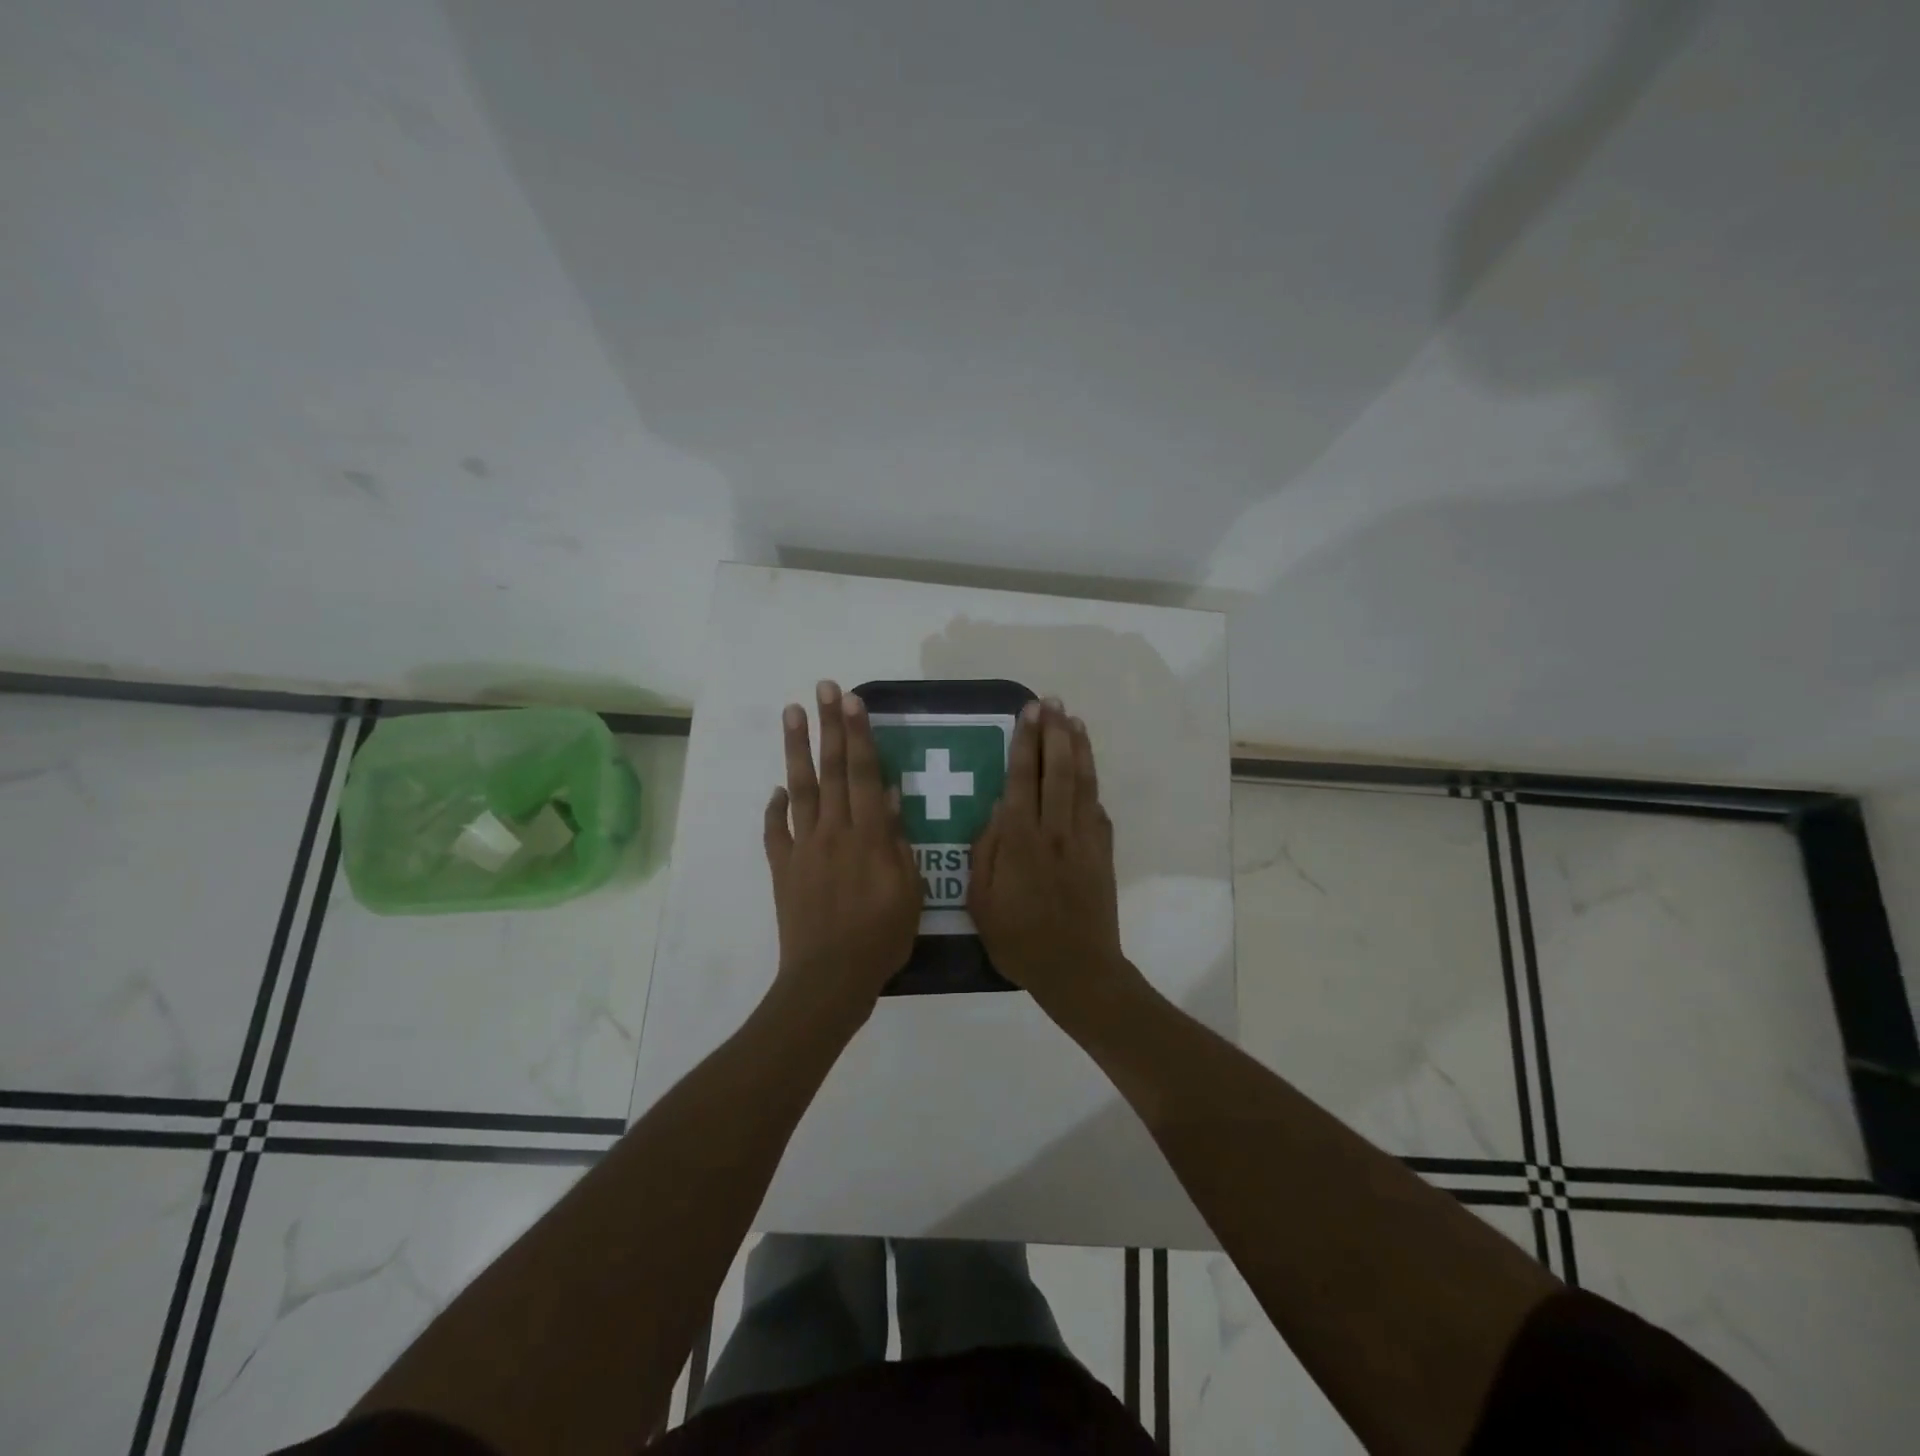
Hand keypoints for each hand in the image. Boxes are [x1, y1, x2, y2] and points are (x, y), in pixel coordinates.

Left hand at [763, 680, 922, 1015]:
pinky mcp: (783, 868)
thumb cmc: (881, 937)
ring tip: (792, 713)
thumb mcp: (909, 891)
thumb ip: (897, 840)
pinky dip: (775, 808)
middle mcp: (833, 831)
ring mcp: (803, 847)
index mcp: (868, 836)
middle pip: (831, 770)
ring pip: (800, 789)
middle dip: (830, 726)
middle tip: (825, 688)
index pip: (863, 773)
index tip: (853, 701)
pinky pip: (776, 831)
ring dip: (796, 749)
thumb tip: (889, 795)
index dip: (859, 735)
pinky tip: (776, 789)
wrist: (829, 977)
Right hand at [968, 699, 1137, 1015]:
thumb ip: (986, 851)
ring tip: (1074, 720)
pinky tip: (1088, 770)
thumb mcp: (981, 901)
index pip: (1023, 779)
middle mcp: (1055, 830)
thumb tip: (996, 810)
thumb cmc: (1019, 939)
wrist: (1077, 969)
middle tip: (1052, 703)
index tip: (1029, 713)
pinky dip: (1092, 784)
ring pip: (1082, 783)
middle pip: (1057, 770)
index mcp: (1022, 840)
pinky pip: (1098, 809)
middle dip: (1054, 733)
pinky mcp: (1103, 853)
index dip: (1025, 743)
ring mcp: (1084, 840)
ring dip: (1078, 749)